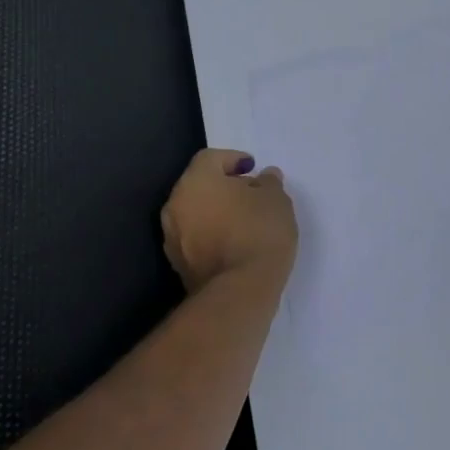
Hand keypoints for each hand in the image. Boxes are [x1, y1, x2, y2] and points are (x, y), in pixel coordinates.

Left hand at [160, 149, 297, 293]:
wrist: (239, 291)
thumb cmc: (258, 232)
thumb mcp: (276, 199)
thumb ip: (268, 182)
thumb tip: (263, 177)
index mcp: (195, 181)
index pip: (210, 158)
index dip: (233, 159)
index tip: (252, 168)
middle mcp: (176, 205)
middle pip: (199, 185)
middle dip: (223, 186)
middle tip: (250, 193)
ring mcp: (173, 238)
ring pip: (195, 213)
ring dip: (216, 211)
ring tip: (244, 219)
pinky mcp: (178, 265)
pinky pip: (195, 238)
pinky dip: (211, 234)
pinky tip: (235, 242)